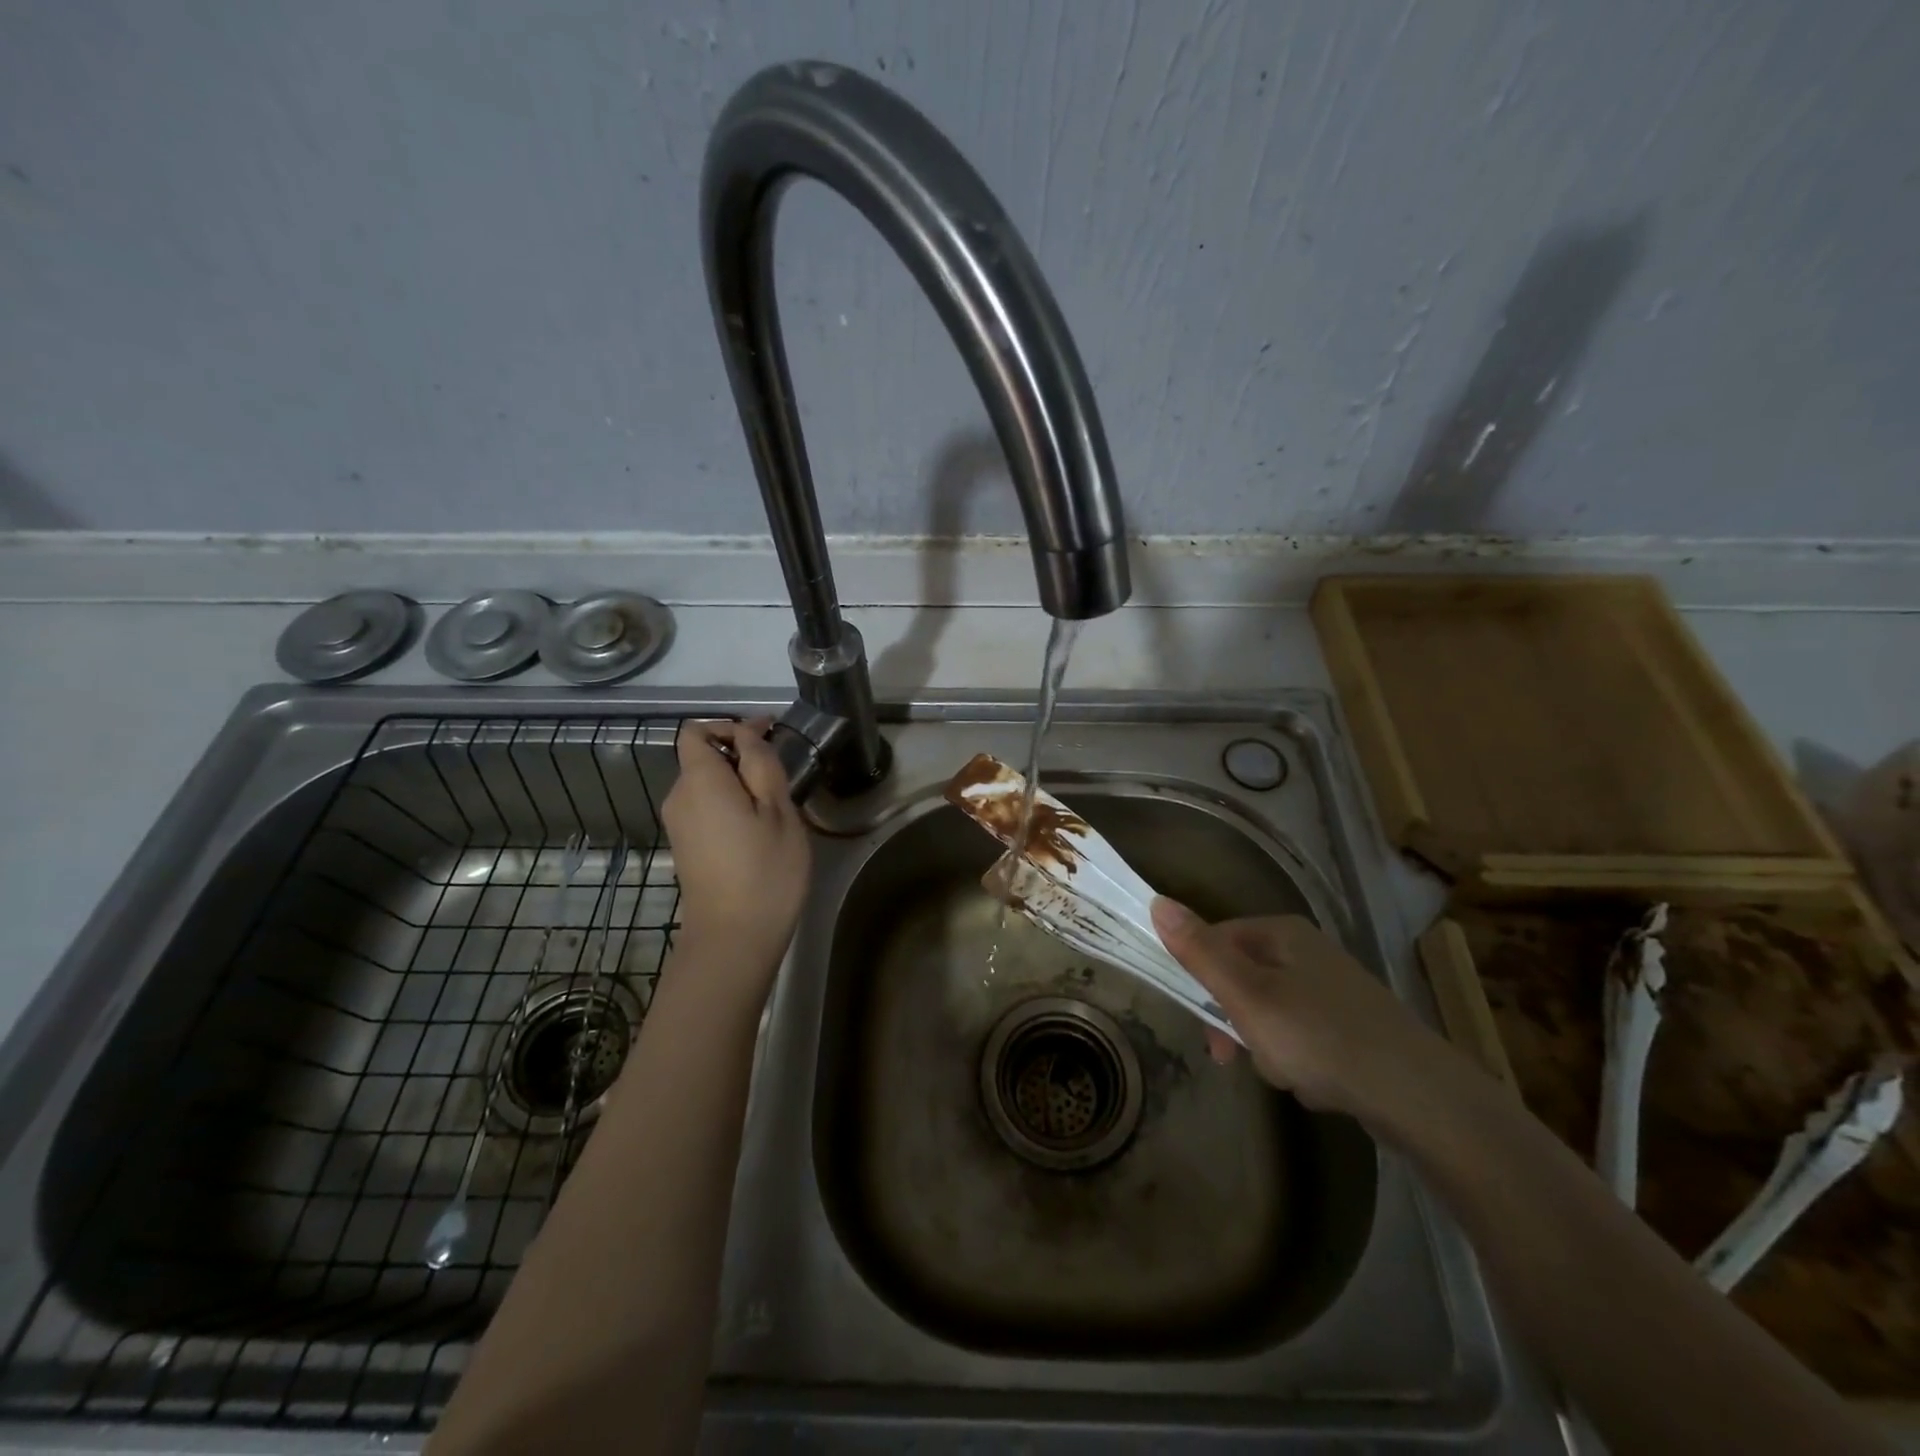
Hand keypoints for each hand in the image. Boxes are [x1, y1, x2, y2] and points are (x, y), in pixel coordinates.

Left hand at [662, 719, 811, 994]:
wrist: (733, 939)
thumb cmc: (764, 871)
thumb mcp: (778, 810)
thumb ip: (762, 765)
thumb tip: (748, 736)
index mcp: (699, 780)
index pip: (697, 731)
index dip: (731, 726)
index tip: (768, 737)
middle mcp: (678, 797)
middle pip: (701, 757)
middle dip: (738, 755)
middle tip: (781, 774)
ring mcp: (678, 825)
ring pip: (706, 784)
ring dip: (737, 782)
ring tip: (775, 803)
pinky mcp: (685, 847)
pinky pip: (705, 808)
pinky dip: (729, 804)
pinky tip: (758, 828)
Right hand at [1151, 899, 1446, 1122]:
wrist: (1419, 1096)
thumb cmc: (1319, 1037)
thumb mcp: (1247, 994)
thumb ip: (1200, 951)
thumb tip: (1156, 901)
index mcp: (1280, 932)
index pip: (1214, 941)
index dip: (1200, 983)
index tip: (1205, 1025)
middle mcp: (1307, 950)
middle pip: (1241, 979)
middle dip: (1237, 1023)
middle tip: (1241, 1058)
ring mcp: (1332, 987)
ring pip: (1269, 1012)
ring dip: (1267, 1048)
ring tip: (1290, 1075)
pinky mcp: (1352, 1023)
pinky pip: (1302, 1036)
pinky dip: (1299, 1060)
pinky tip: (1317, 1083)